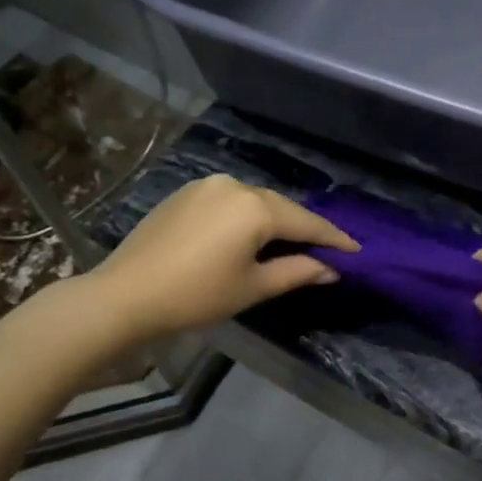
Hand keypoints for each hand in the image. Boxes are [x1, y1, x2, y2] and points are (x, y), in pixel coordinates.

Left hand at [87, 176, 357, 341]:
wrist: (124, 295)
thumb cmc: (196, 295)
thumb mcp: (253, 288)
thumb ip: (298, 272)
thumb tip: (331, 269)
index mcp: (256, 207)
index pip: (307, 223)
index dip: (334, 239)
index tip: (357, 251)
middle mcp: (236, 185)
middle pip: (282, 208)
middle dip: (305, 228)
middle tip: (328, 249)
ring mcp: (208, 185)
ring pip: (256, 202)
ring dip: (276, 221)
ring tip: (292, 243)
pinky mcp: (187, 193)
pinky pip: (231, 202)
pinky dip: (248, 217)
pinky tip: (251, 234)